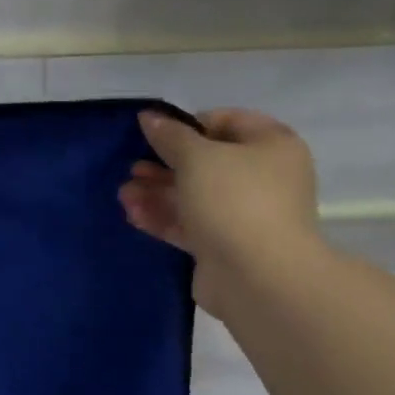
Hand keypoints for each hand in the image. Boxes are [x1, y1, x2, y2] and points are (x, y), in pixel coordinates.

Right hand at [119, 108, 321, 314]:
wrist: (258, 278)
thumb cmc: (234, 201)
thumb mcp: (198, 158)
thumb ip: (170, 136)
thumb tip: (150, 117)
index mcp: (271, 145)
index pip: (226, 121)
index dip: (188, 125)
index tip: (154, 135)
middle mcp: (262, 178)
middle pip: (206, 163)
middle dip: (164, 165)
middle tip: (132, 169)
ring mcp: (243, 215)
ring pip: (193, 197)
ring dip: (157, 193)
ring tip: (123, 194)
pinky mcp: (223, 247)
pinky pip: (189, 225)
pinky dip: (163, 218)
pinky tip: (133, 214)